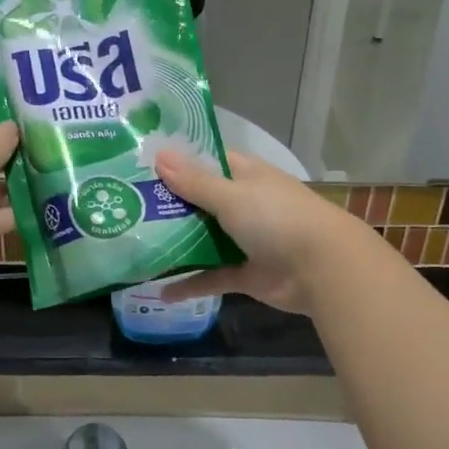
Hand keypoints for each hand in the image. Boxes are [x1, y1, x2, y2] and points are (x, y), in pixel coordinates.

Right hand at [153, 149, 366, 315]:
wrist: (322, 268)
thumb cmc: (276, 218)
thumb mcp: (231, 196)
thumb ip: (194, 181)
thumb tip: (159, 156)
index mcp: (246, 176)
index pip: (208, 161)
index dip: (178, 161)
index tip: (142, 165)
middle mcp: (245, 204)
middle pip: (200, 201)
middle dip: (168, 205)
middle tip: (126, 206)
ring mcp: (246, 240)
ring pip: (204, 239)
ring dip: (176, 244)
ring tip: (135, 245)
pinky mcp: (246, 273)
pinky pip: (212, 276)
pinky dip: (190, 283)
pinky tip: (160, 292)